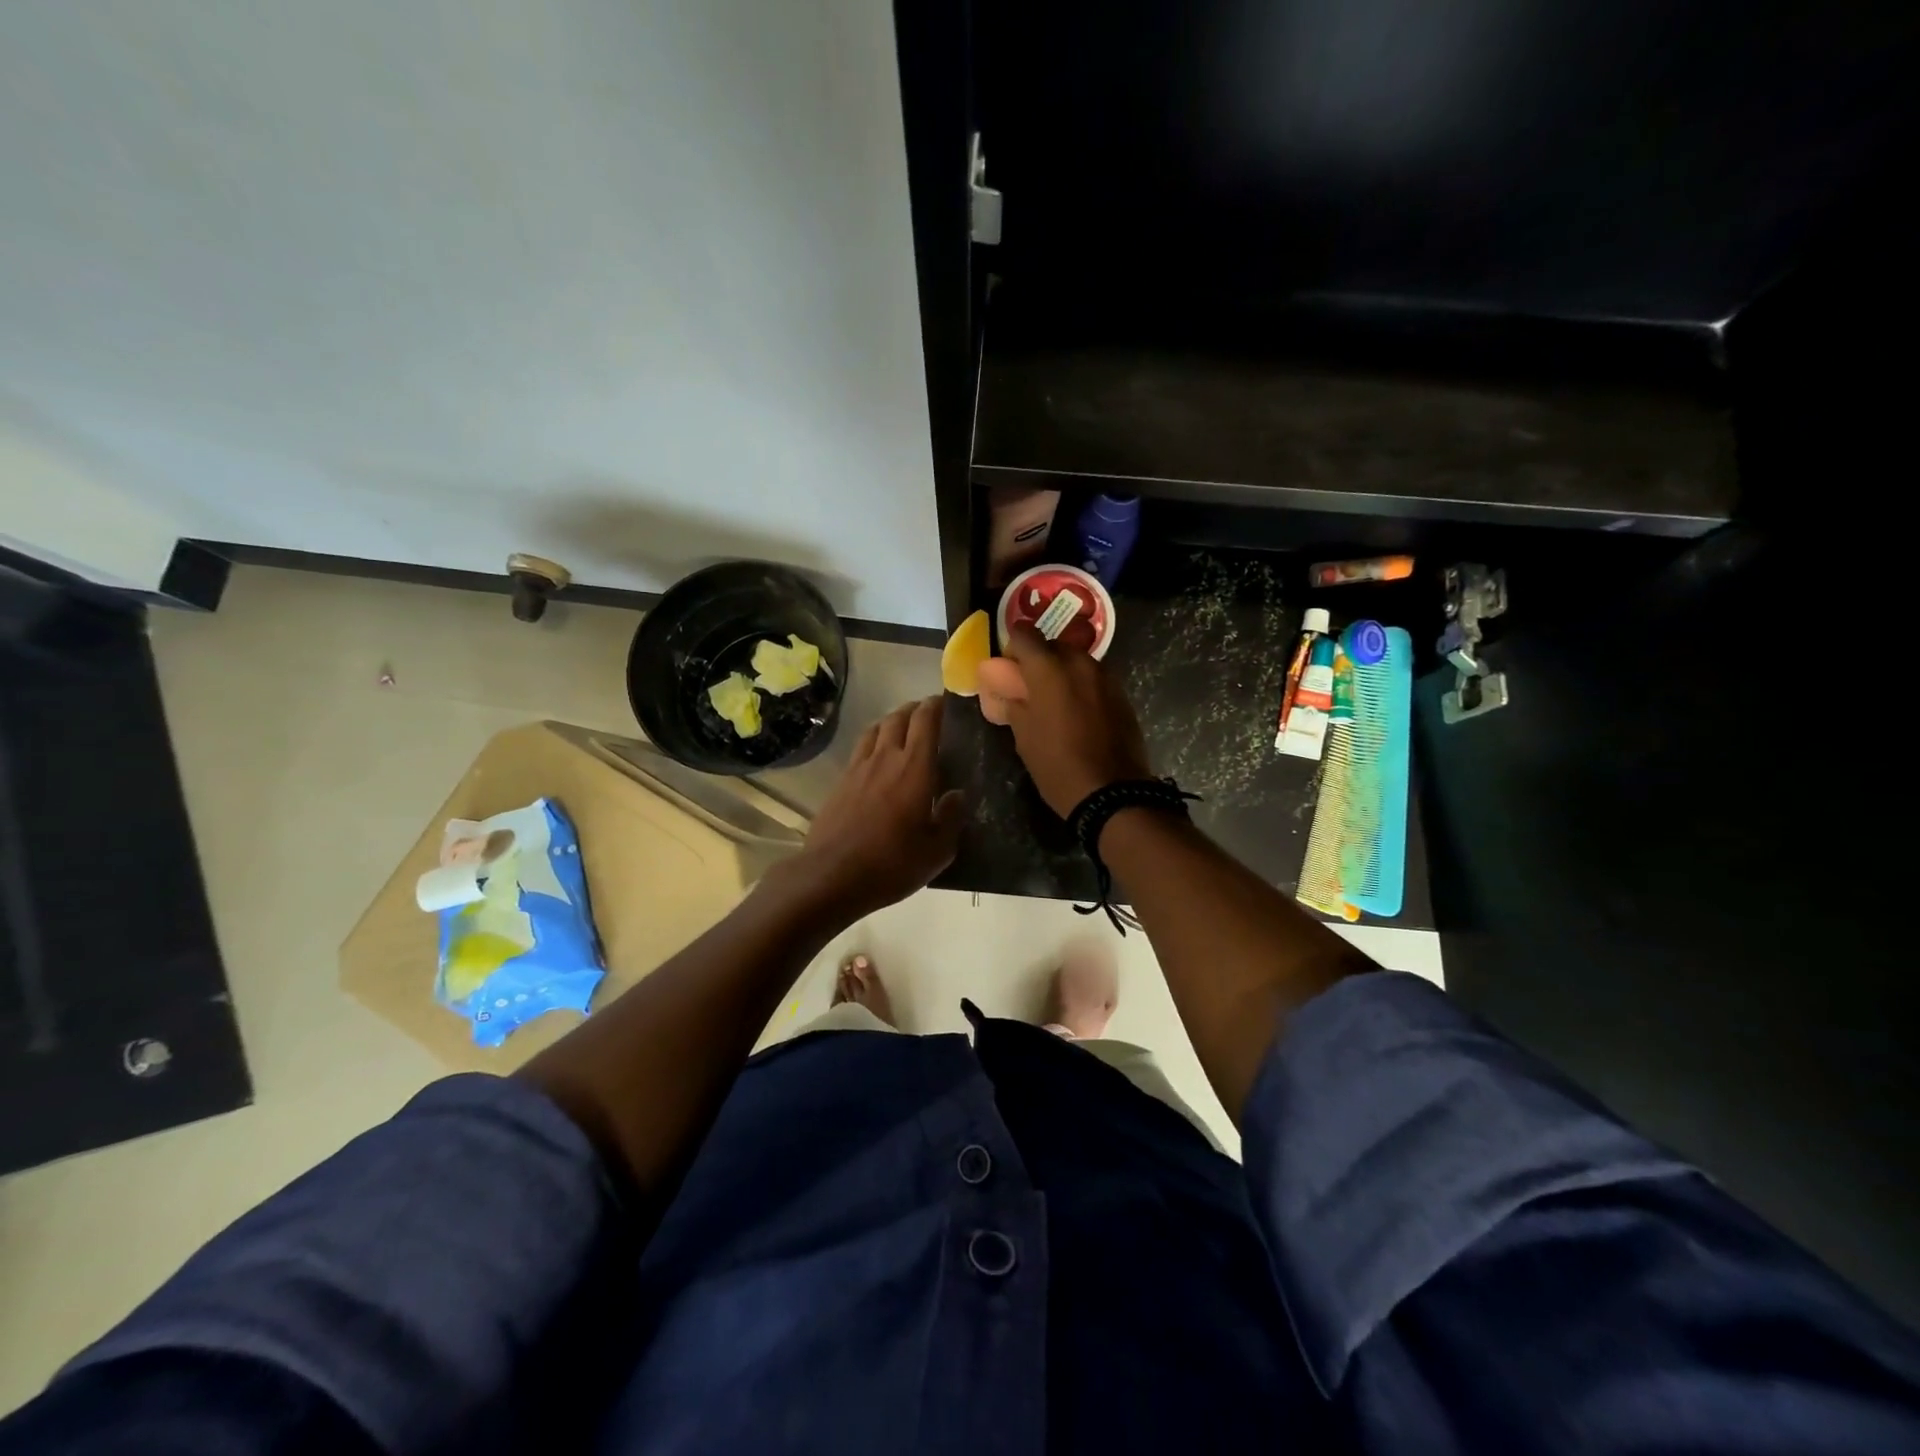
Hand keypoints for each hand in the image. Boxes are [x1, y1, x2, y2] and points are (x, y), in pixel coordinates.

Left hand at [796, 696, 966, 914]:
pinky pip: (860, 748)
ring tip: (902, 729)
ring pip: (876, 728)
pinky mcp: (840, 782)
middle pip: (899, 717)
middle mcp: (886, 757)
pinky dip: (874, 742)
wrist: (832, 875)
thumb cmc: (892, 863)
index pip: (926, 720)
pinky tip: (877, 758)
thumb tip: (957, 795)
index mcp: (915, 767)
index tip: (947, 702)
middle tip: (928, 714)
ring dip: (892, 721)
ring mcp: (859, 767)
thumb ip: (950, 817)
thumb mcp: (937, 850)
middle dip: (915, 709)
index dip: (937, 705)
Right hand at [999, 624, 1152, 817]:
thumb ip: (1013, 702)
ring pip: (1077, 662)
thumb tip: (1006, 687)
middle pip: (1054, 646)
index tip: (1008, 670)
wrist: (1111, 792)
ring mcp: (1106, 678)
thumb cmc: (1057, 764)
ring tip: (1056, 705)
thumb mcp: (1023, 735)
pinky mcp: (1122, 695)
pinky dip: (1083, 689)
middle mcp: (1080, 663)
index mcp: (1049, 669)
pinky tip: (1079, 716)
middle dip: (1039, 661)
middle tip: (1030, 690)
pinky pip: (1095, 680)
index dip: (1013, 648)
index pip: (1025, 634)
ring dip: (1063, 674)